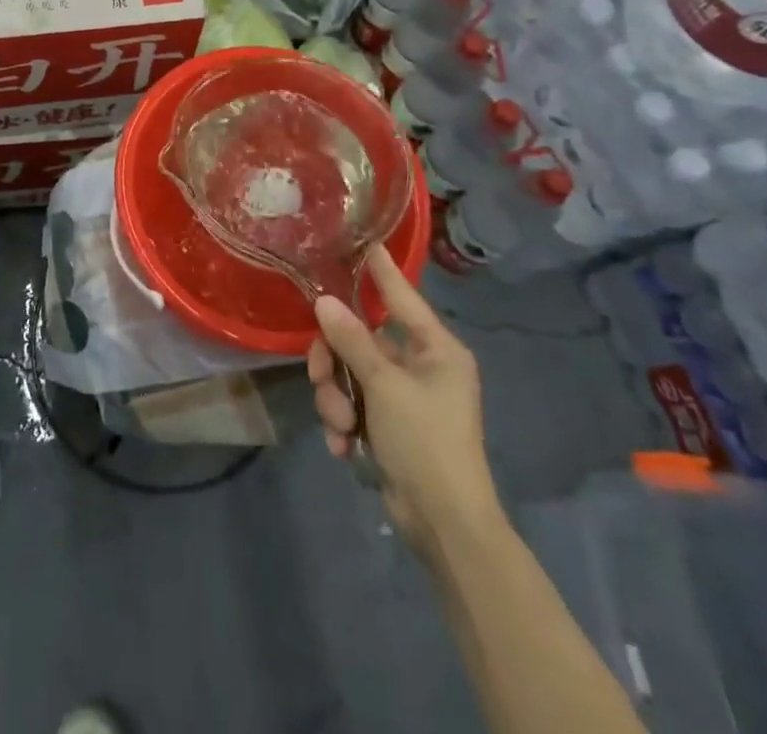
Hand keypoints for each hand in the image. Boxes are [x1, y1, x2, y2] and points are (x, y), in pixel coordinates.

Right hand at [308, 247, 500, 550]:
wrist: (444, 525)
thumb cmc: (426, 442)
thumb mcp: (385, 386)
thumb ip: (352, 340)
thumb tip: (324, 301)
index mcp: (436, 349)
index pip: (402, 296)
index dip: (381, 270)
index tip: (364, 241)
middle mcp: (422, 366)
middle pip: (360, 339)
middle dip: (335, 363)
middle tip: (321, 379)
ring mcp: (404, 396)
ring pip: (350, 374)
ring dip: (336, 399)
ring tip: (341, 427)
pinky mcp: (389, 424)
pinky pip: (353, 404)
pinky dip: (344, 423)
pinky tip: (345, 448)